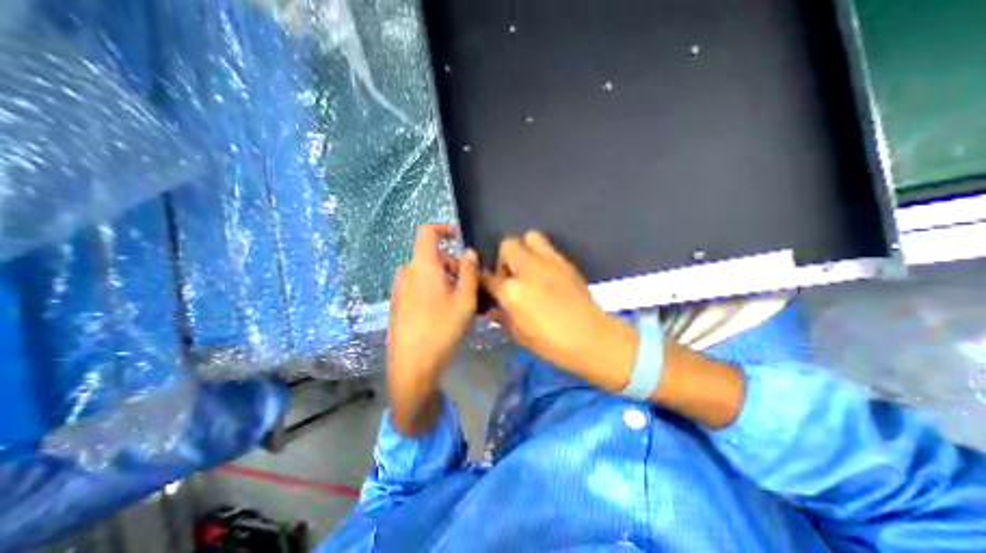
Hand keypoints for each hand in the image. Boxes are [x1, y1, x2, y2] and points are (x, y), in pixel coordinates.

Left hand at [385, 225, 477, 435]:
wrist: (412, 363)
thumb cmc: (442, 328)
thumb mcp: (465, 299)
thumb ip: (469, 272)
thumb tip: (469, 252)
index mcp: (423, 266)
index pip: (426, 232)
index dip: (442, 229)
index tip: (457, 238)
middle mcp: (407, 272)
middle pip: (431, 256)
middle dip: (451, 264)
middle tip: (469, 285)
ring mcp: (399, 289)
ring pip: (425, 272)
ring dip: (443, 277)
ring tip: (458, 300)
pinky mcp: (397, 303)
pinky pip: (417, 285)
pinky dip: (432, 287)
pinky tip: (442, 310)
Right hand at [485, 231, 640, 389]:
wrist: (591, 337)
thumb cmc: (552, 342)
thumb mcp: (519, 334)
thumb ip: (503, 316)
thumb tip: (493, 307)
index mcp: (512, 291)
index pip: (489, 278)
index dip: (485, 281)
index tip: (488, 286)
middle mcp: (528, 269)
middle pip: (507, 245)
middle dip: (504, 259)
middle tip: (511, 276)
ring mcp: (548, 262)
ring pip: (530, 236)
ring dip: (524, 249)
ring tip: (528, 268)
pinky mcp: (565, 262)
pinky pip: (548, 247)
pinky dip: (542, 255)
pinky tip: (546, 273)